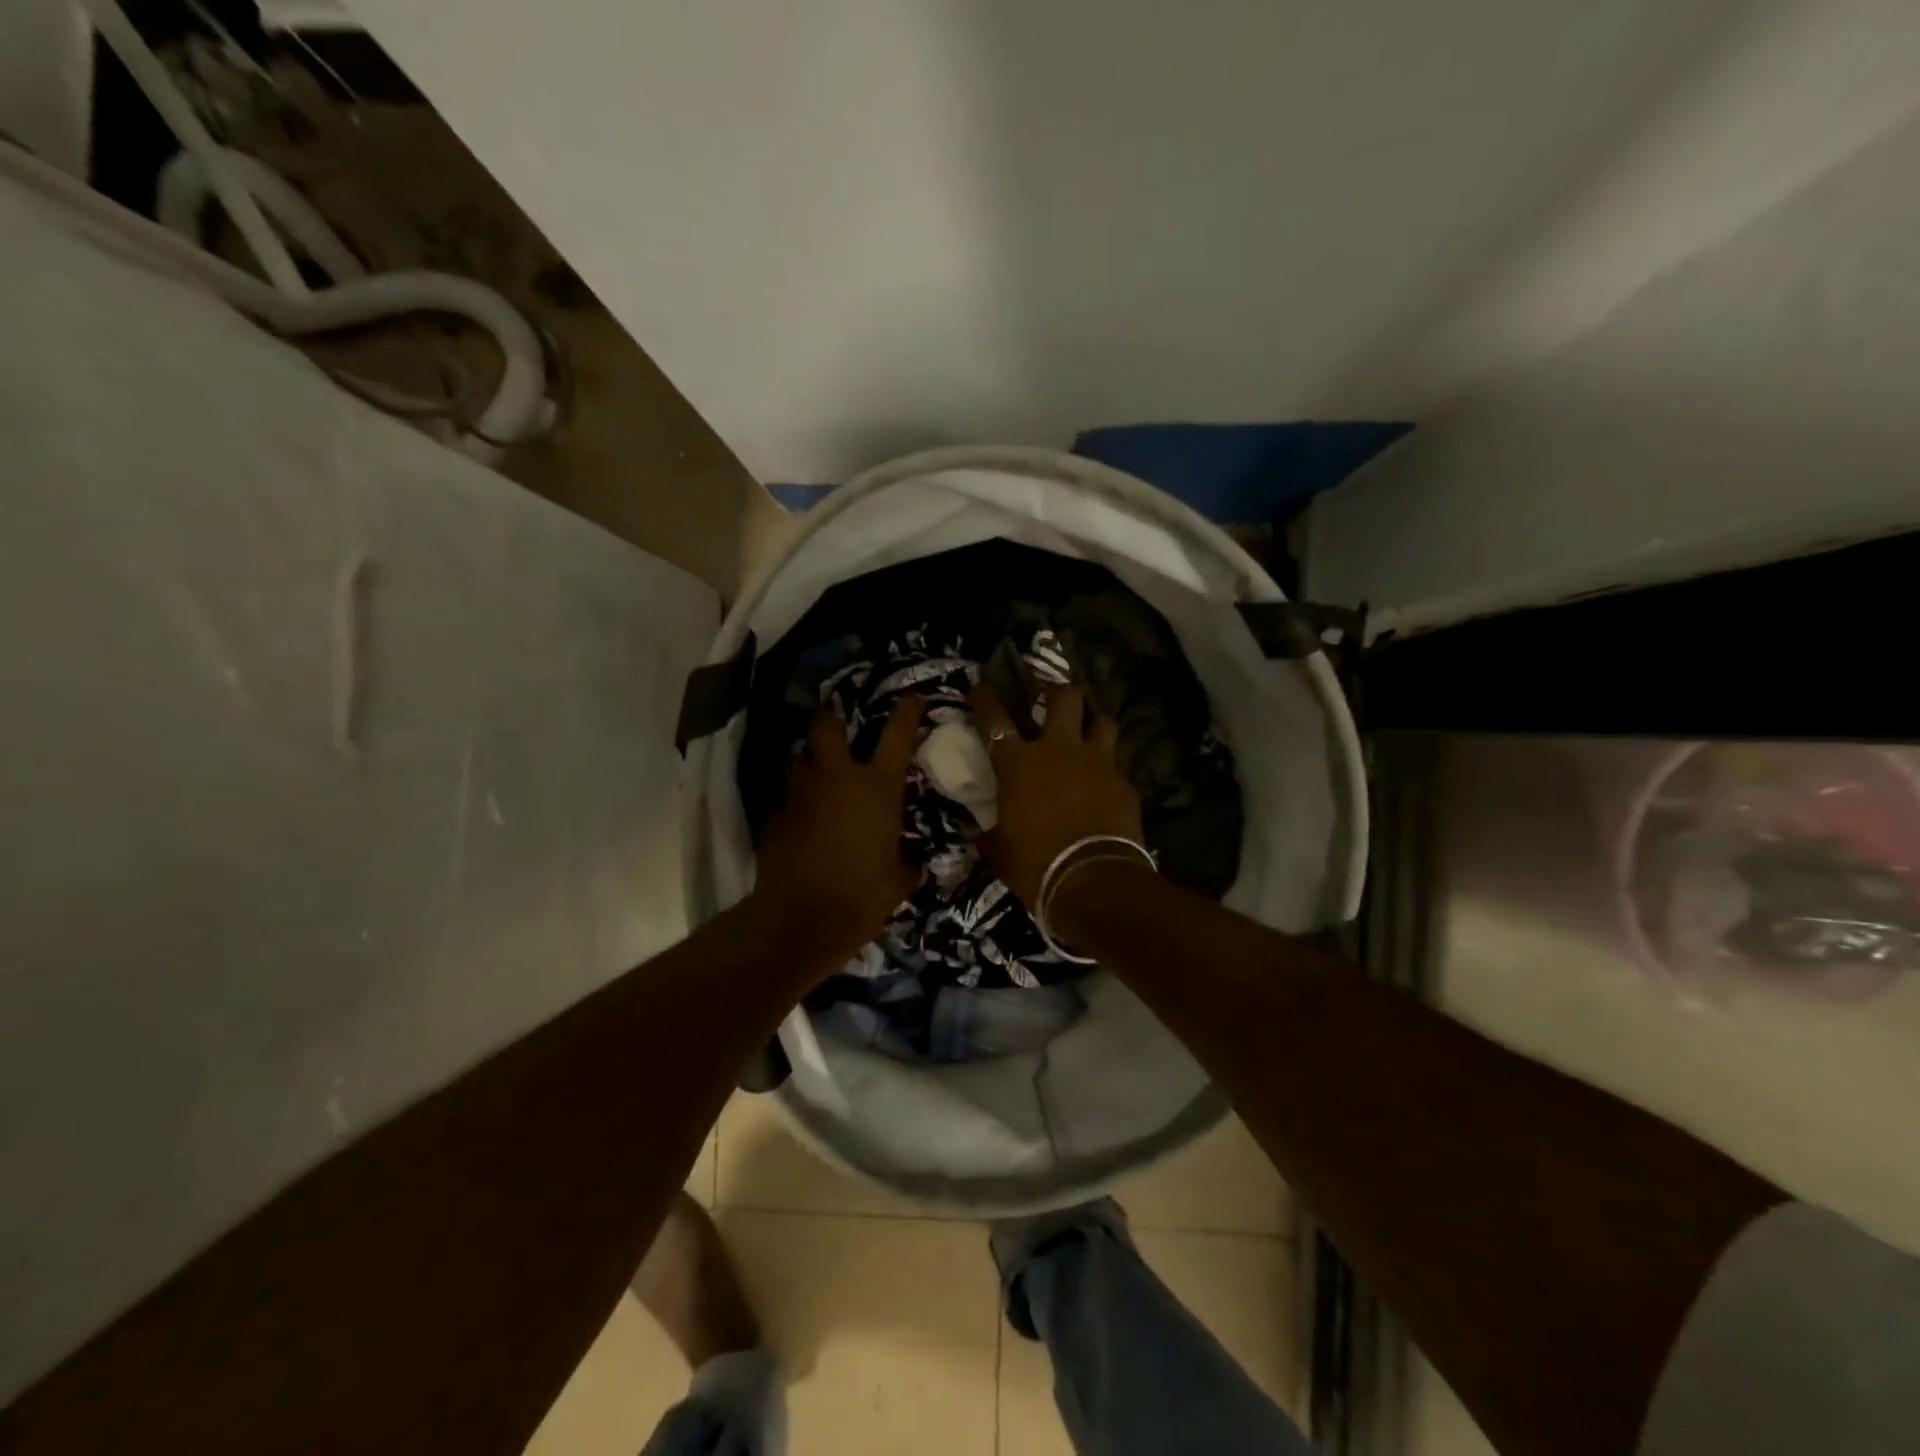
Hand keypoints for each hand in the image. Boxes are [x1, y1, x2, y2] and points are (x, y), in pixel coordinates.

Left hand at [750, 697, 925, 961]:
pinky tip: (801, 812)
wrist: (800, 920)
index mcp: (877, 788)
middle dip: (832, 716)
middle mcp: (837, 778)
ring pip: (799, 756)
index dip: (906, 712)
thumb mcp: (899, 880)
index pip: (897, 735)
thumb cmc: (861, 896)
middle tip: (837, 716)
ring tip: (817, 764)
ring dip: (809, 756)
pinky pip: (787, 794)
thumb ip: (908, 861)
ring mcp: (800, 793)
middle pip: (828, 727)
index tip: (912, 697)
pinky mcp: (775, 815)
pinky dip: (796, 796)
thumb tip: (912, 860)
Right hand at [972, 681, 1141, 906]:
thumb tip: (979, 835)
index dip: (985, 697)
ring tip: (1089, 732)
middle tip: (1052, 700)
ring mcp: (1098, 762)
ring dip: (1093, 723)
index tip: (981, 683)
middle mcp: (1059, 750)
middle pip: (1064, 697)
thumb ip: (992, 835)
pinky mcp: (1125, 783)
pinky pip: (1117, 765)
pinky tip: (1107, 784)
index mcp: (1018, 764)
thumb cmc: (1036, 865)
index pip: (994, 719)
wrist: (1094, 882)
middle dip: (1057, 693)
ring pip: (1102, 721)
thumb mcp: (1002, 851)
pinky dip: (1109, 771)